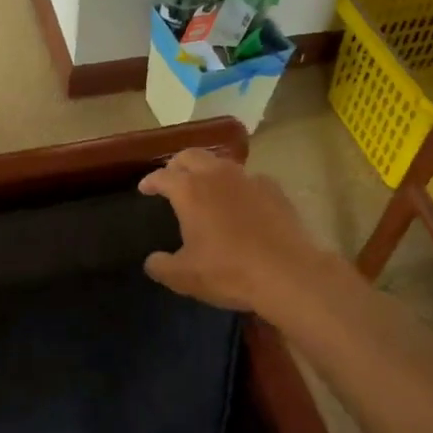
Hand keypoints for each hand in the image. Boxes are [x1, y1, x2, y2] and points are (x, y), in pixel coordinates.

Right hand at [138, 149, 337, 316]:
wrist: (288, 273)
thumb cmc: (228, 272)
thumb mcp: (184, 277)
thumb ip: (161, 266)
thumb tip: (152, 260)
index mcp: (189, 191)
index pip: (162, 176)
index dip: (150, 181)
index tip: (144, 188)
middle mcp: (217, 175)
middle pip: (191, 156)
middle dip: (177, 164)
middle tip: (172, 177)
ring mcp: (249, 179)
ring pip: (221, 163)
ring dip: (208, 170)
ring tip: (205, 187)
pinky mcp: (274, 189)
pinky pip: (249, 179)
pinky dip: (238, 186)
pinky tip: (241, 202)